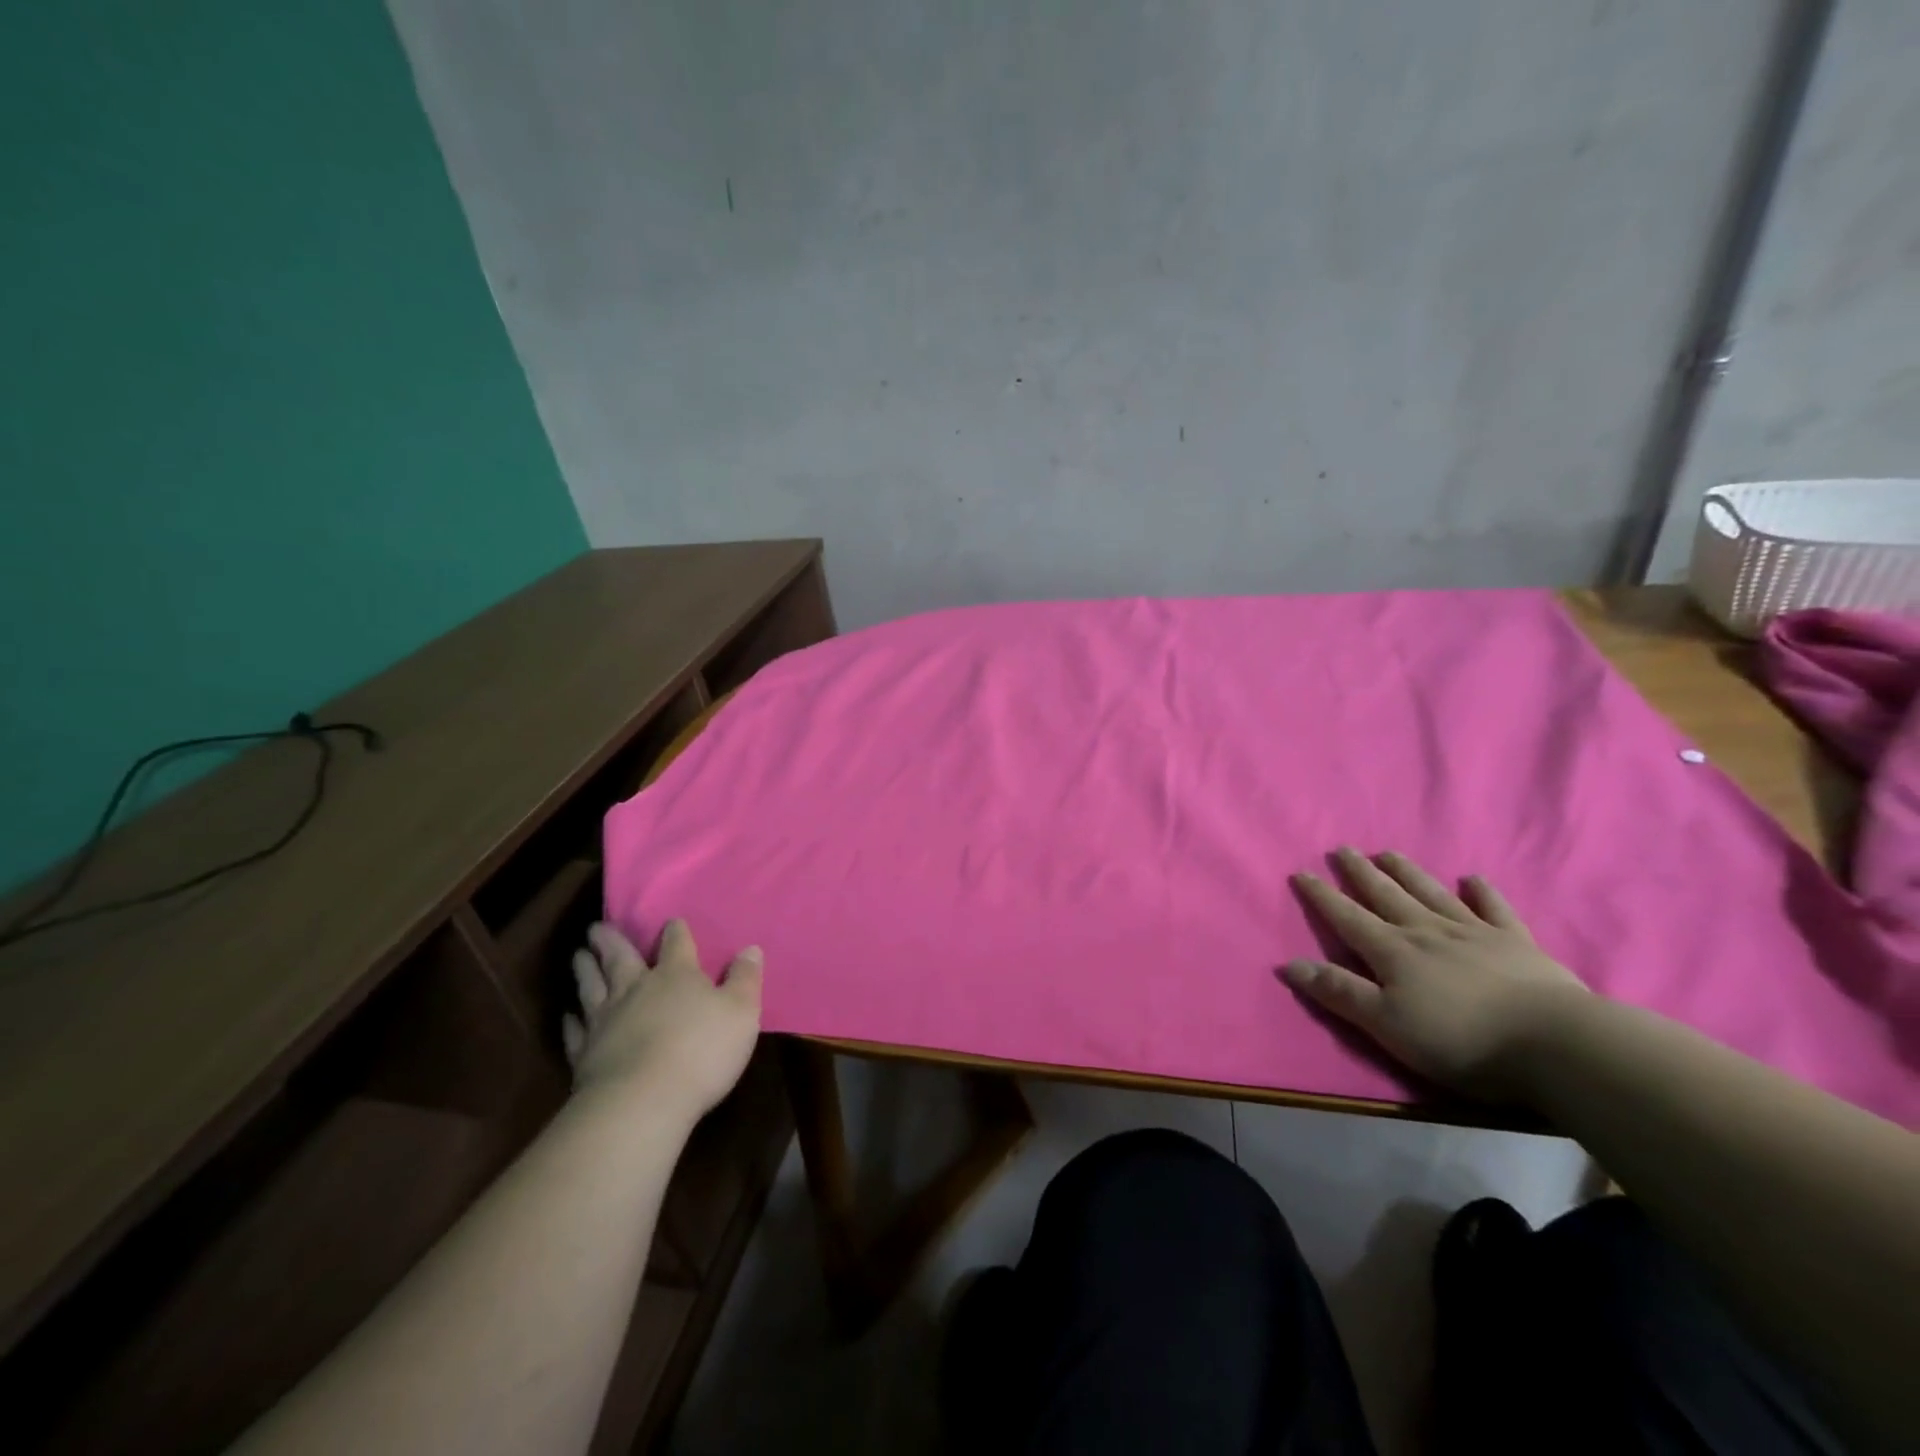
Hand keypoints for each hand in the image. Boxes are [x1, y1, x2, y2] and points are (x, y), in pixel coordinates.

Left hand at [562, 920, 762, 1123]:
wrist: (642, 1102)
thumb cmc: (702, 1051)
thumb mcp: (741, 1012)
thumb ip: (745, 980)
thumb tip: (750, 949)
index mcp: (677, 976)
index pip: (677, 944)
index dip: (676, 932)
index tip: (671, 922)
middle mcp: (637, 989)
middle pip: (621, 959)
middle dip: (612, 941)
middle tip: (596, 928)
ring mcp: (606, 1021)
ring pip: (592, 987)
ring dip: (585, 970)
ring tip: (578, 956)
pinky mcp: (585, 1054)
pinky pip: (576, 1031)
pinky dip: (571, 1021)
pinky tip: (568, 1016)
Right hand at [1284, 848, 1586, 1099]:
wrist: (1555, 1044)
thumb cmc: (1461, 1040)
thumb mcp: (1387, 1025)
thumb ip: (1339, 992)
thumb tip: (1288, 964)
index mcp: (1393, 952)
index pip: (1347, 918)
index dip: (1322, 896)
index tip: (1302, 872)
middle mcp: (1426, 932)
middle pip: (1386, 896)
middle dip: (1360, 873)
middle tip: (1342, 849)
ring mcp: (1474, 933)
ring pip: (1431, 894)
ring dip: (1407, 872)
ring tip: (1389, 852)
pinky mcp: (1517, 944)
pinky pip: (1494, 909)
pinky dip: (1482, 892)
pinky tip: (1473, 879)